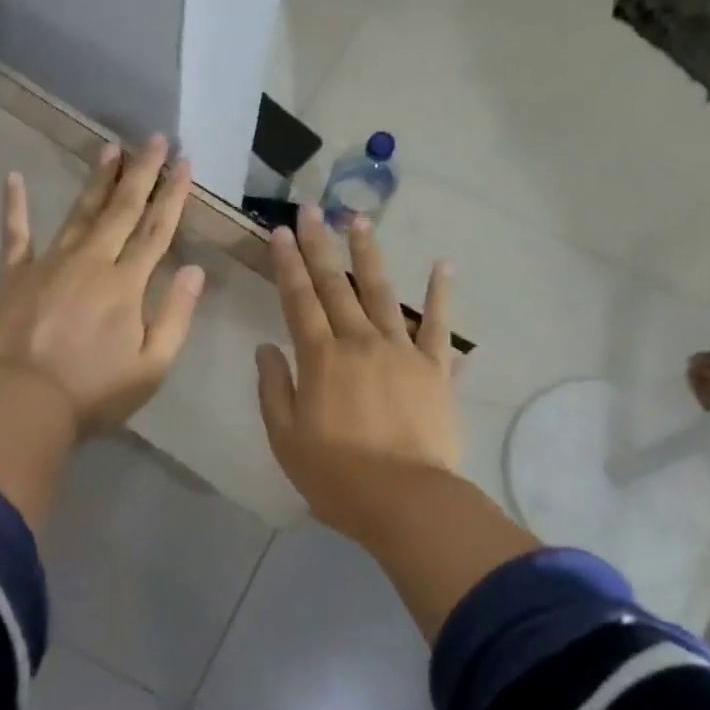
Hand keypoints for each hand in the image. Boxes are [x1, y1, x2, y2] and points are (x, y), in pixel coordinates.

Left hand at [0, 135, 205, 436]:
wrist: (25, 402)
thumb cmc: (95, 391)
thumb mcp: (152, 365)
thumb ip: (176, 315)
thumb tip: (195, 269)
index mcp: (126, 284)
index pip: (155, 230)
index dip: (172, 195)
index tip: (184, 162)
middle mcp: (90, 262)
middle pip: (121, 210)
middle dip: (141, 173)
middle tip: (154, 138)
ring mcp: (49, 264)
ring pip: (79, 212)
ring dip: (97, 180)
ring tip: (110, 148)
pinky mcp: (15, 276)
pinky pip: (15, 234)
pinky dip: (14, 206)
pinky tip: (13, 178)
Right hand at [256, 206, 458, 545]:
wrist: (404, 499)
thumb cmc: (335, 475)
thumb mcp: (286, 437)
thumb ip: (274, 389)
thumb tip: (266, 348)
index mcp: (320, 358)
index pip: (299, 300)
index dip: (287, 264)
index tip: (280, 232)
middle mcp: (359, 342)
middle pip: (336, 286)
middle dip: (320, 246)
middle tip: (312, 210)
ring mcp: (401, 351)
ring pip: (383, 293)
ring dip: (370, 255)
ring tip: (360, 221)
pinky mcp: (435, 369)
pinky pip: (438, 325)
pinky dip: (441, 294)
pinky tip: (442, 265)